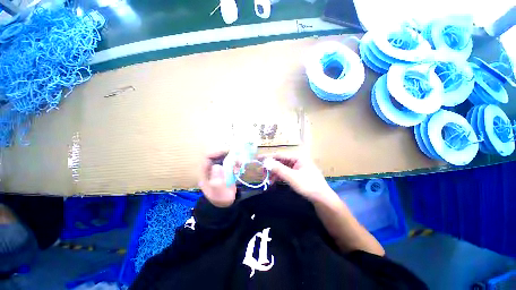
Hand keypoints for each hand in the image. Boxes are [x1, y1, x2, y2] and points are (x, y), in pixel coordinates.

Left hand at [199, 151, 236, 207]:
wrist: (225, 202)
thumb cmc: (220, 197)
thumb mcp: (218, 192)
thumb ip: (217, 181)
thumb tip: (217, 166)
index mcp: (205, 171)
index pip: (208, 156)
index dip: (217, 151)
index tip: (228, 151)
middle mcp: (211, 166)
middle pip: (218, 154)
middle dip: (228, 154)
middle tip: (237, 156)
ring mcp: (219, 166)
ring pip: (225, 156)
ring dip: (233, 158)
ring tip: (239, 164)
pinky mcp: (225, 168)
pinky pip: (231, 160)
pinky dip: (236, 162)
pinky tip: (239, 168)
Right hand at [261, 152, 333, 202]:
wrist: (322, 199)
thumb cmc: (308, 186)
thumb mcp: (292, 177)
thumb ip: (278, 169)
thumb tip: (265, 162)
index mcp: (298, 157)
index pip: (279, 155)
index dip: (268, 157)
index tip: (258, 159)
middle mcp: (297, 160)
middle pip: (280, 161)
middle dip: (271, 167)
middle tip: (263, 173)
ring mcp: (298, 167)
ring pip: (282, 168)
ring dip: (274, 173)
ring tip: (268, 180)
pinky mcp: (298, 174)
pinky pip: (286, 173)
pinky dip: (279, 177)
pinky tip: (274, 182)